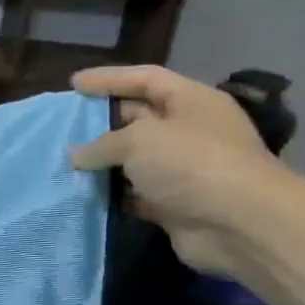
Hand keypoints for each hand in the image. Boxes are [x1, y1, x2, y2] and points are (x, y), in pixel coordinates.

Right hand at [68, 65, 296, 275]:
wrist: (238, 225)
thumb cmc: (192, 164)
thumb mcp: (139, 140)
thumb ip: (102, 144)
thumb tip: (77, 155)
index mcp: (191, 101)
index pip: (145, 79)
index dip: (109, 79)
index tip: (73, 84)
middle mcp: (190, 131)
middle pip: (139, 117)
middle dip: (103, 121)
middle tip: (65, 125)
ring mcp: (184, 169)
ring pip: (135, 159)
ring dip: (104, 162)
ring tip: (66, 161)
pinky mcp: (175, 204)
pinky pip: (136, 193)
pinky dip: (113, 193)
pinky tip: (84, 193)